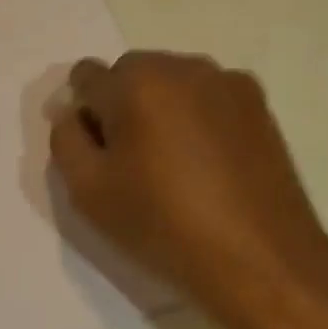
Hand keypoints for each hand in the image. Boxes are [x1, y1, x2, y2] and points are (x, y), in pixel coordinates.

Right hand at [48, 51, 327, 326]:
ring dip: (160, 107)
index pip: (85, 76)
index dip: (83, 113)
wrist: (262, 262)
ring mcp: (223, 80)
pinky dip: (197, 114)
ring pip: (169, 81)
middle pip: (129, 73)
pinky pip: (206, 94)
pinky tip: (209, 160)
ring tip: (176, 162)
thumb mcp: (88, 191)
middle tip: (134, 161)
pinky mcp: (256, 101)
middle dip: (122, 106)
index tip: (98, 152)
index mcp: (134, 82)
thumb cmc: (165, 226)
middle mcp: (179, 66)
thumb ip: (65, 138)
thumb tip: (71, 111)